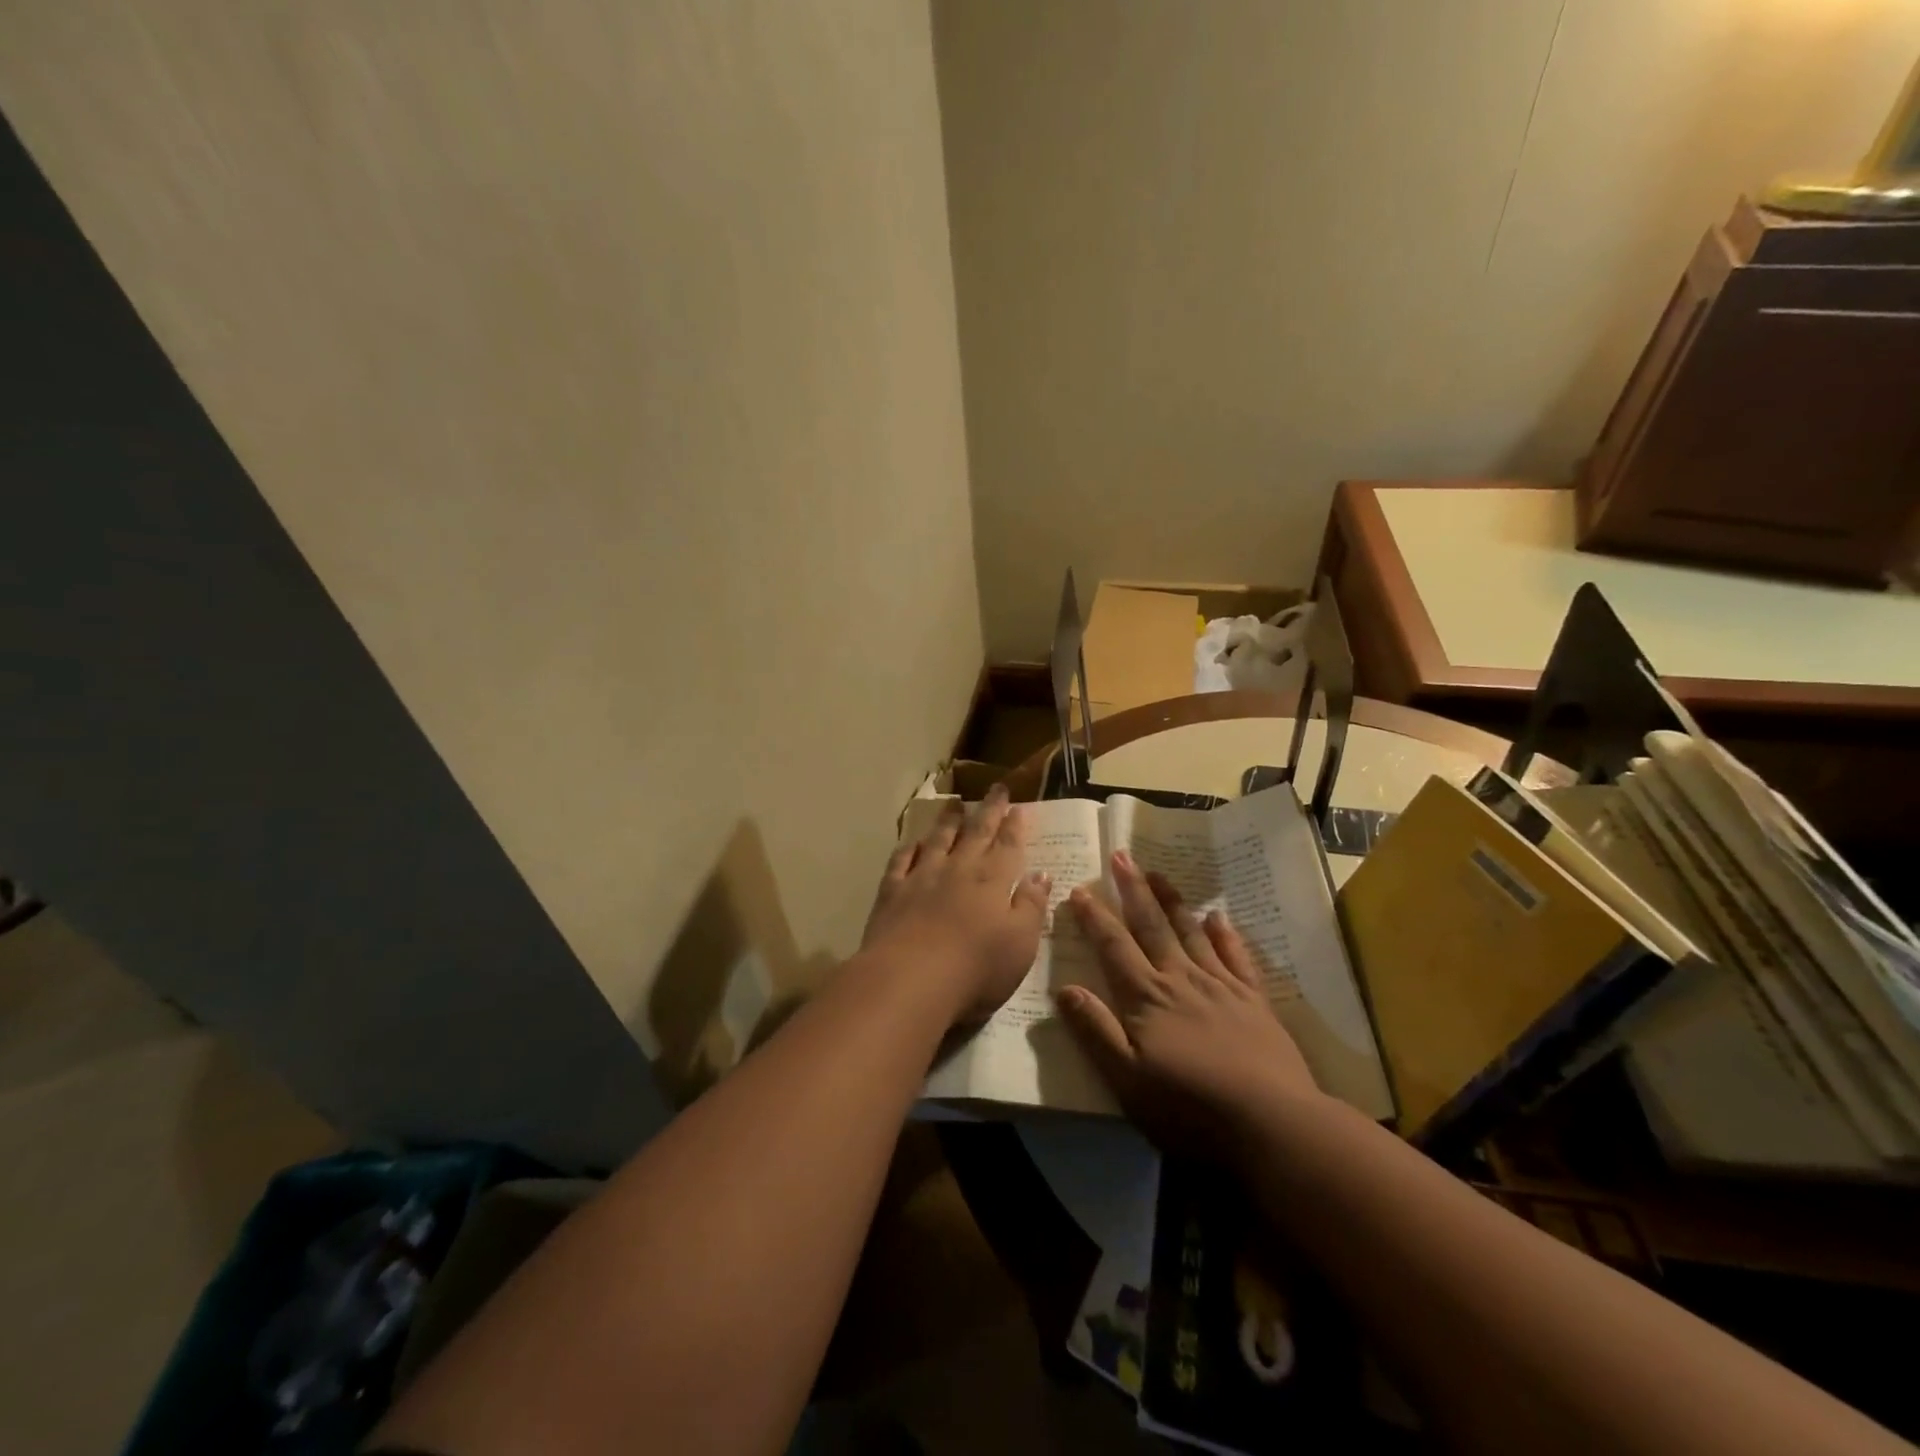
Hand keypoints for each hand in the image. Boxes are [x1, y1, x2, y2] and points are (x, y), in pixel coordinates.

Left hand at [861, 784, 1049, 1025]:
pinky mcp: (892, 892)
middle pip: (976, 833)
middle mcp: (958, 870)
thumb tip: (1041, 874)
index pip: (1008, 845)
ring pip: (938, 840)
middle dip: (988, 810)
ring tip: (954, 804)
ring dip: (948, 821)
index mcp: (993, 881)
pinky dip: (909, 848)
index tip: (1019, 806)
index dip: (1015, 825)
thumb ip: (1031, 906)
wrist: (910, 979)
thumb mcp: (1021, 943)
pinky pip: (901, 861)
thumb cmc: (977, 967)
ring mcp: (922, 878)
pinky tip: (913, 842)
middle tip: (996, 788)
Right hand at [1057, 850, 1321, 1151]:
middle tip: (1121, 856)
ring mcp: (1221, 986)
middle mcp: (1181, 980)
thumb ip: (1096, 1031)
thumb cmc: (1190, 1109)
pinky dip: (1225, 934)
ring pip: (1191, 932)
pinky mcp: (1254, 1000)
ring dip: (1172, 901)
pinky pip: (1236, 956)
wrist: (1272, 1125)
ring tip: (1158, 873)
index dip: (1094, 918)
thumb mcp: (1127, 1081)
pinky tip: (1217, 916)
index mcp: (1147, 998)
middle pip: (1152, 926)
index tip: (1079, 890)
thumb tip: (1064, 988)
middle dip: (1133, 890)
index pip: (1114, 947)